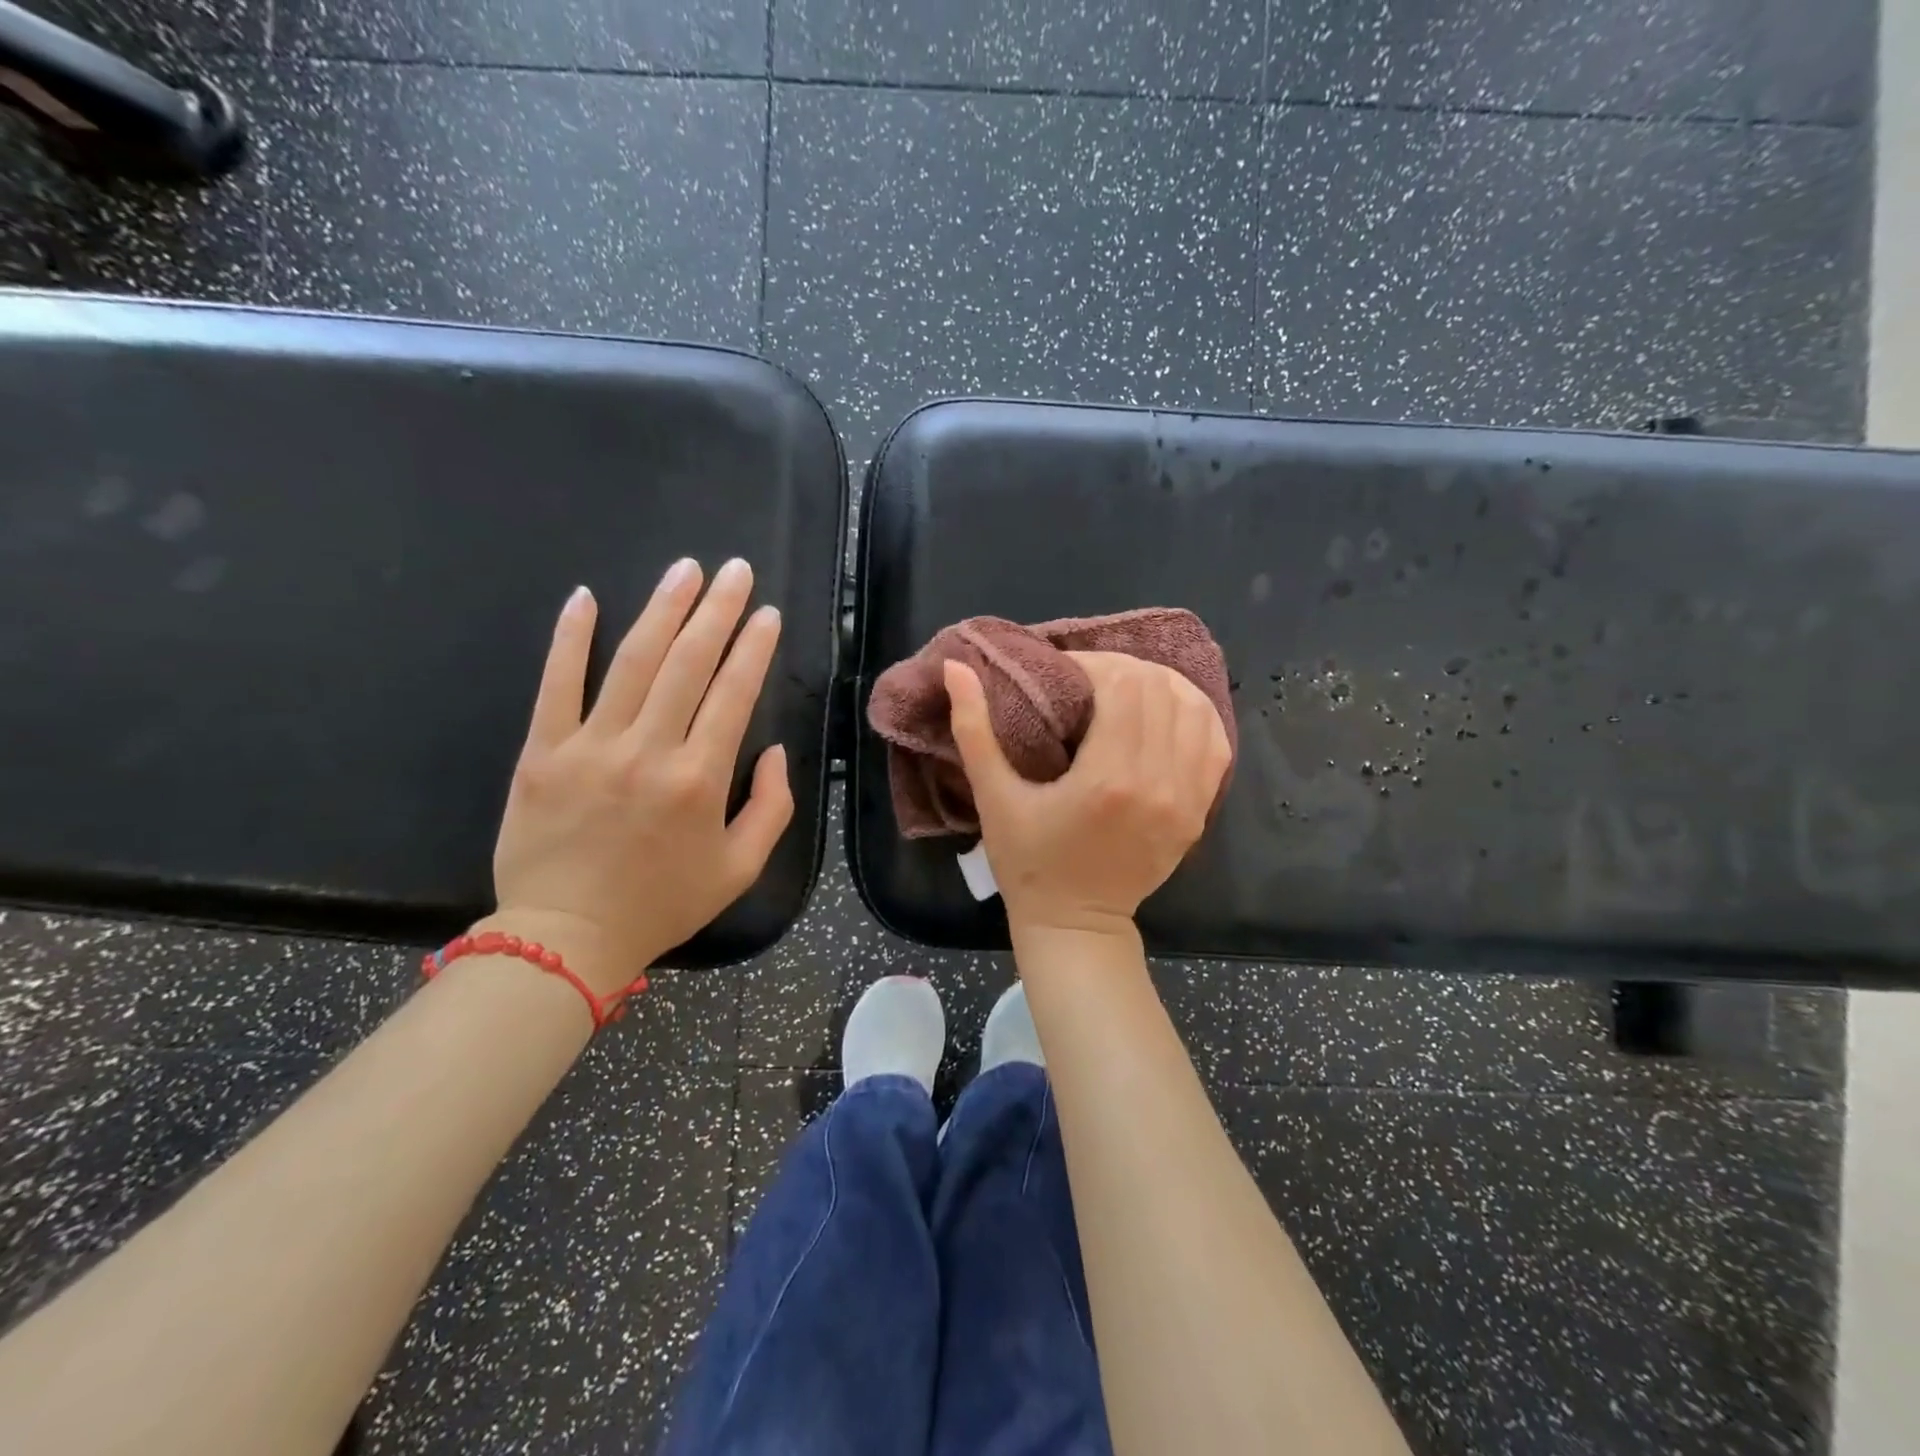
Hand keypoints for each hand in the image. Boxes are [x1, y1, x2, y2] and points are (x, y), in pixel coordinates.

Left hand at [482, 558, 793, 993]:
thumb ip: (771, 807)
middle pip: (688, 663)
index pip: (733, 694)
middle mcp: (649, 751)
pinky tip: (586, 597)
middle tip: (734, 570)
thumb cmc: (662, 903)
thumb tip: (772, 751)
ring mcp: (591, 747)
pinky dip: (571, 638)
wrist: (566, 937)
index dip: (754, 648)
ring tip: (684, 570)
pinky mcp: (543, 752)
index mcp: (700, 780)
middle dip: (717, 610)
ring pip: (632, 662)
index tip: (767, 614)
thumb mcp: (740, 869)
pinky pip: (556, 684)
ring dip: (662, 609)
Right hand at [943, 650, 1230, 939]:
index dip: (1094, 664)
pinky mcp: (1199, 811)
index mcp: (1108, 778)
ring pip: (1196, 708)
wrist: (1076, 925)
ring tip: (1126, 692)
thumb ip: (974, 729)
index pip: (1123, 685)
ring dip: (1160, 687)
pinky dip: (1194, 716)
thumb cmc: (1027, 863)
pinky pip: (1215, 743)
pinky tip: (1165, 714)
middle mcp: (1158, 782)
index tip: (1066, 673)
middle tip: (1090, 680)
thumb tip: (956, 667)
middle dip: (1123, 670)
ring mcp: (1187, 798)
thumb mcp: (992, 798)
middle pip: (1160, 689)